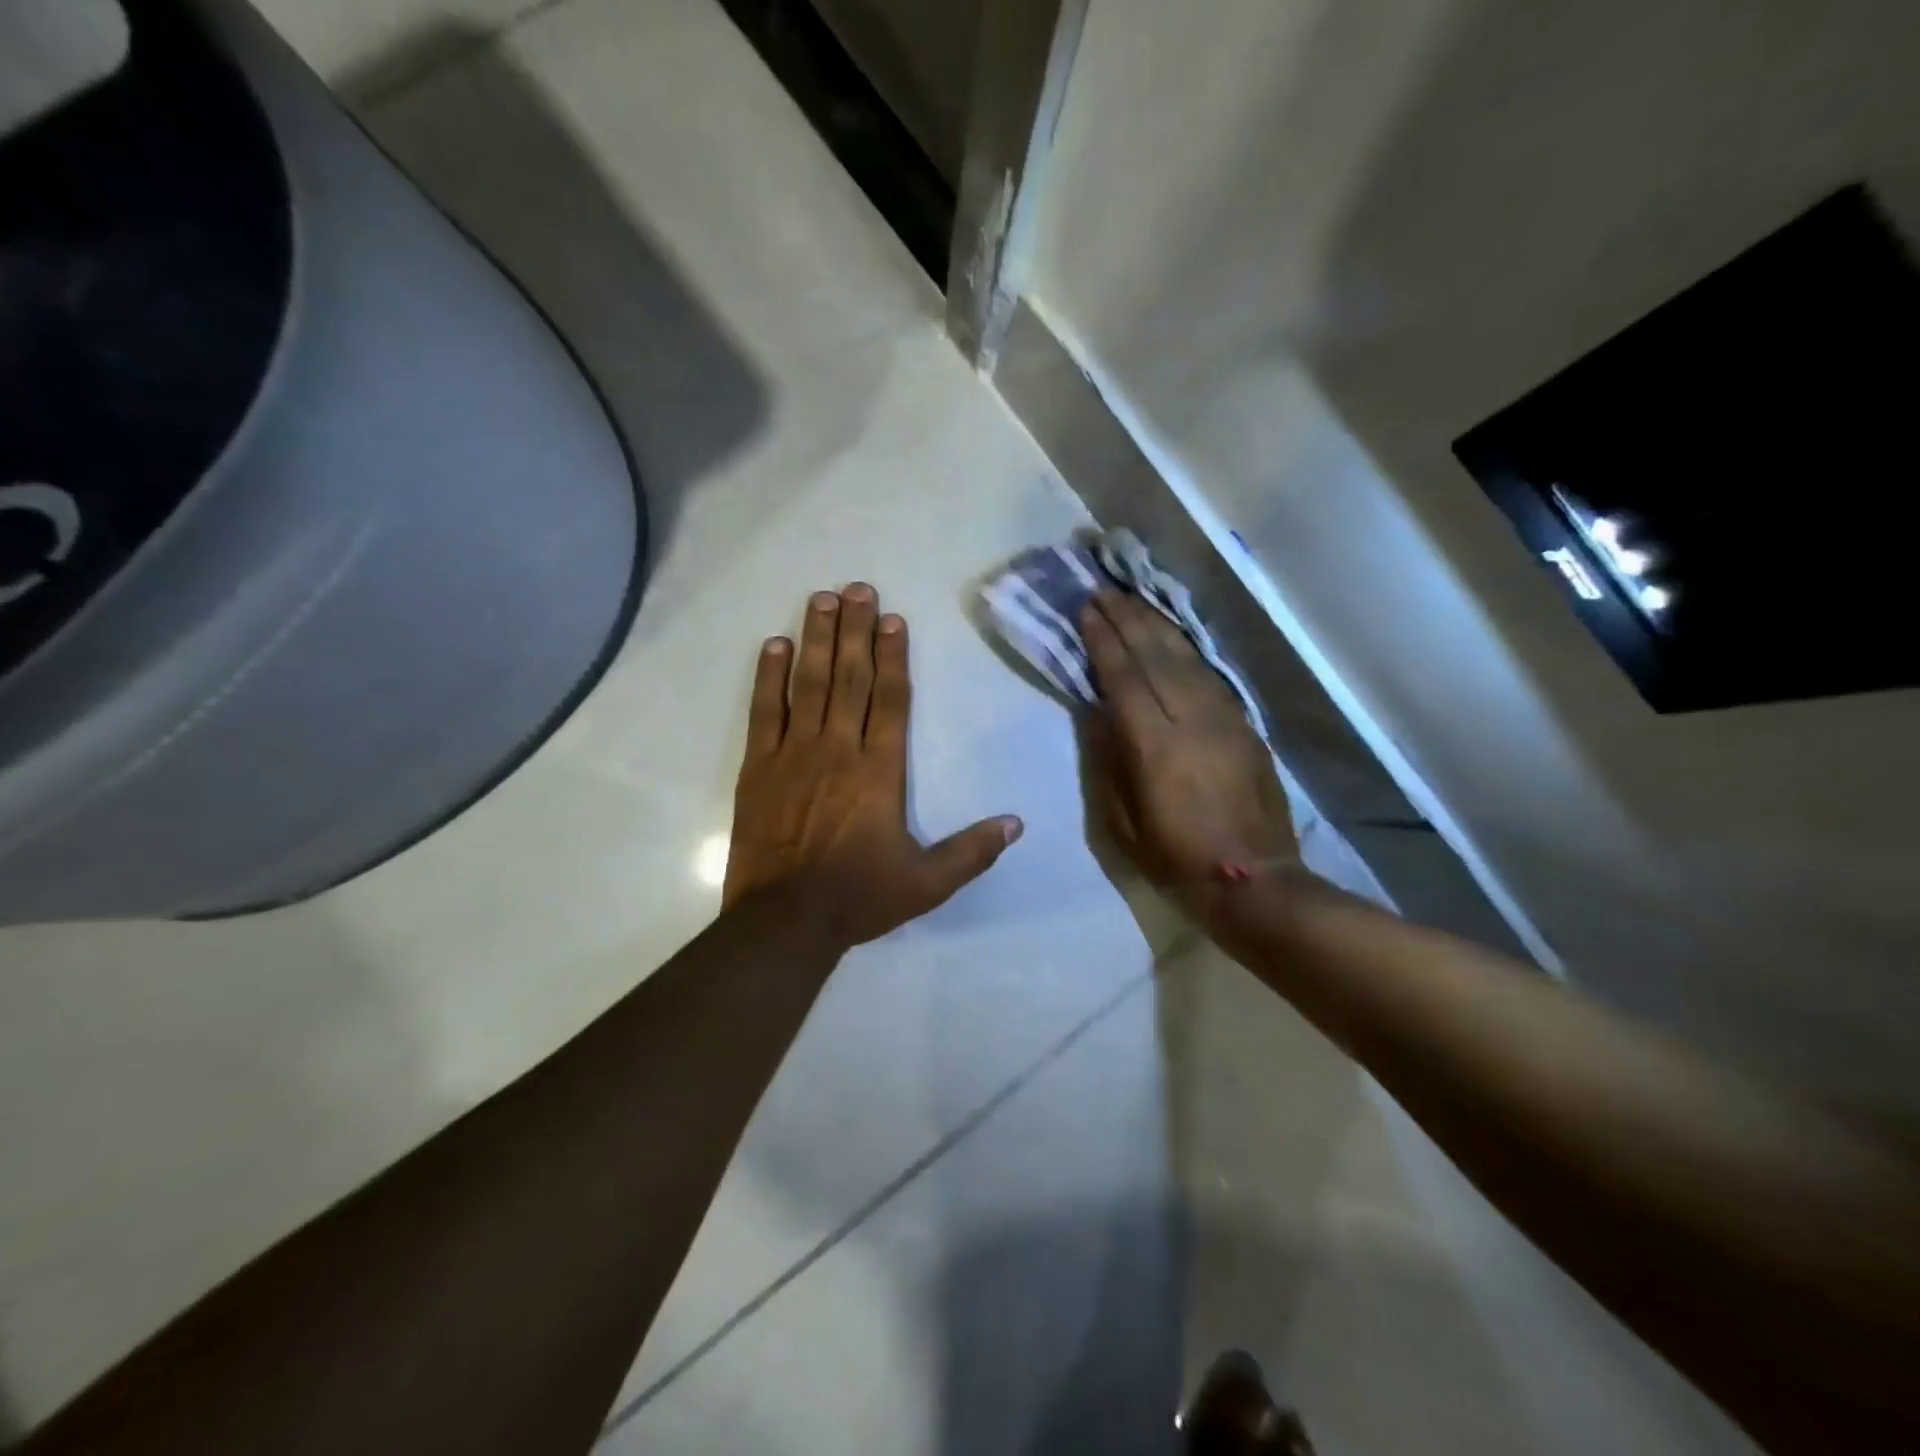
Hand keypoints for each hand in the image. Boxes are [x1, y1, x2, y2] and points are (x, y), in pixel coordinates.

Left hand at [724, 584, 1022, 949]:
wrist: (784, 921)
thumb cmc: (859, 897)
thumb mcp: (927, 883)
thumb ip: (973, 851)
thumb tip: (1018, 823)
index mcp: (880, 771)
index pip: (891, 700)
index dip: (894, 656)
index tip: (893, 619)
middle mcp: (839, 750)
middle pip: (850, 678)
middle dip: (855, 630)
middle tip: (857, 586)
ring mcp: (795, 754)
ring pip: (809, 684)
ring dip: (816, 638)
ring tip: (821, 598)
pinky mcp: (759, 767)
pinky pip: (764, 711)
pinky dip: (769, 677)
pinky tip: (774, 645)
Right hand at [1080, 590, 1296, 892]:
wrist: (1253, 880)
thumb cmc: (1174, 858)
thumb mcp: (1121, 822)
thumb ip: (1107, 761)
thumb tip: (1095, 712)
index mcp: (1155, 746)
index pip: (1125, 677)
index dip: (1104, 640)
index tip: (1087, 610)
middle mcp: (1192, 721)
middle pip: (1157, 656)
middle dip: (1128, 619)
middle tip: (1104, 591)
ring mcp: (1225, 720)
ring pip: (1188, 658)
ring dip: (1158, 626)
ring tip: (1134, 601)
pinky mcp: (1245, 726)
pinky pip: (1211, 676)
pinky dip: (1187, 650)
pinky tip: (1172, 637)